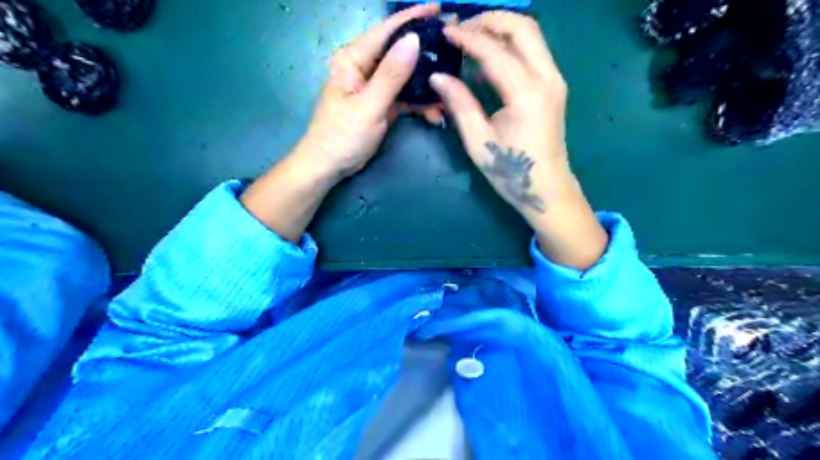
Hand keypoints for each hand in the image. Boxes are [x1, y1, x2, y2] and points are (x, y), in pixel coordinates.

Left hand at [297, 1, 442, 179]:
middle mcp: (364, 68)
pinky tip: (435, 112)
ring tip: (450, 88)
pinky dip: (419, 104)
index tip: (440, 11)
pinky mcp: (381, 104)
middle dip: (426, 53)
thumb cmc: (342, 136)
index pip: (386, 32)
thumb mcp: (368, 106)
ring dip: (426, 85)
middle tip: (454, 50)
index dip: (413, 19)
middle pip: (399, 52)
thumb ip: (391, 75)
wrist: (328, 166)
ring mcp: (374, 87)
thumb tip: (413, 40)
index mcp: (354, 60)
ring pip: (405, 77)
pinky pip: (404, 98)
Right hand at [429, 11, 571, 216]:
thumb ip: (460, 104)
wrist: (548, 189)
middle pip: (522, 27)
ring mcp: (555, 80)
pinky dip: (512, 43)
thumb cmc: (511, 171)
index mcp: (526, 93)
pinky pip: (534, 51)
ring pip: (531, 35)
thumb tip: (437, 76)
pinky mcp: (554, 86)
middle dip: (490, 20)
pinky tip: (490, 54)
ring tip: (472, 36)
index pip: (494, 51)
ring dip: (502, 28)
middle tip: (461, 28)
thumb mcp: (479, 142)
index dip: (466, 37)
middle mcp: (547, 78)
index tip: (444, 32)